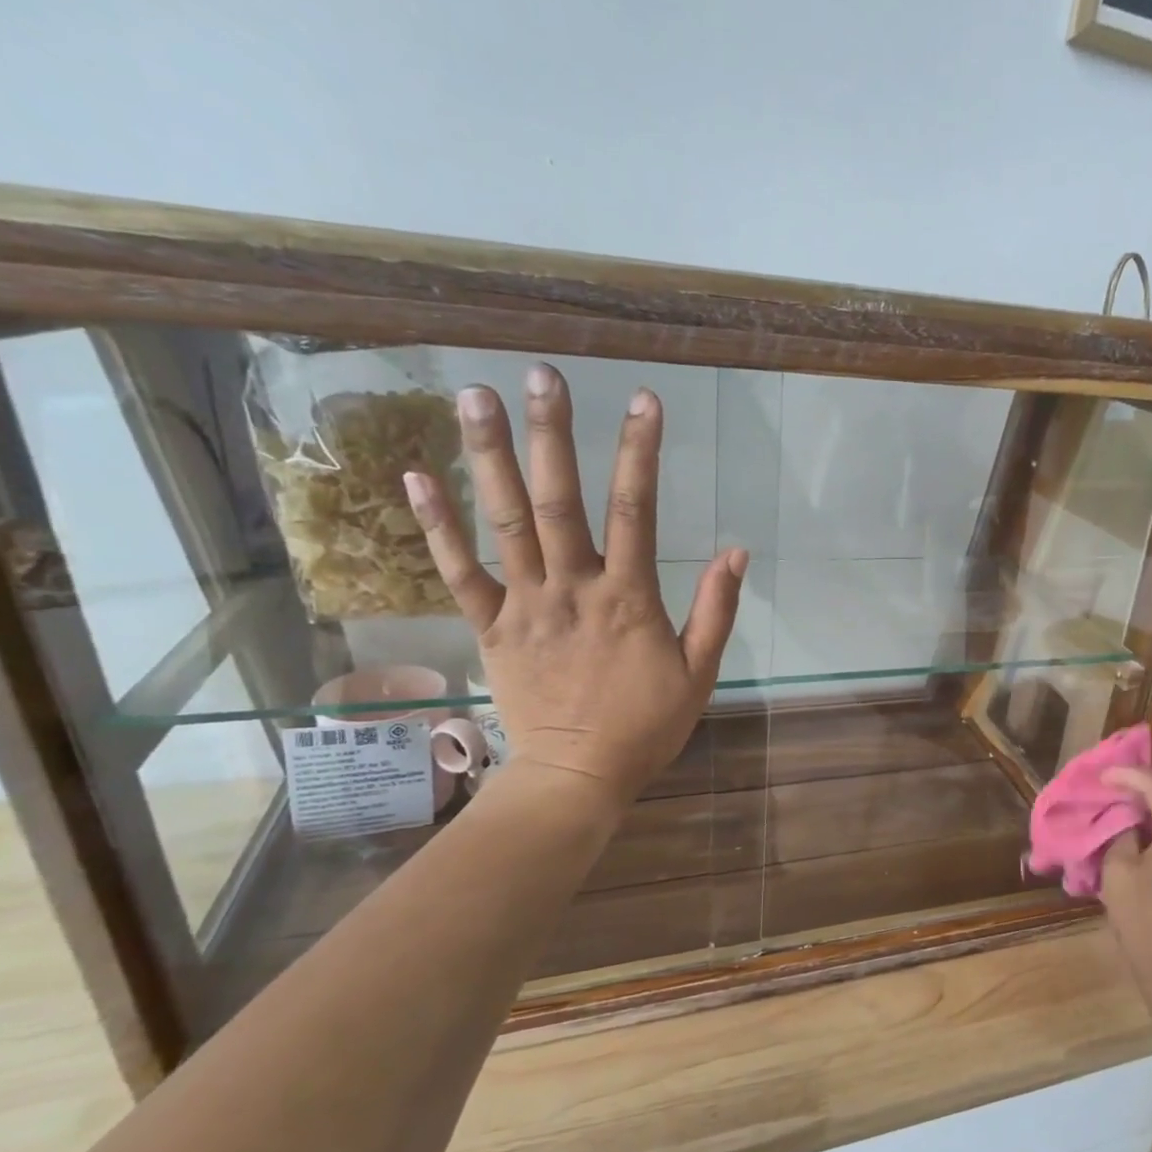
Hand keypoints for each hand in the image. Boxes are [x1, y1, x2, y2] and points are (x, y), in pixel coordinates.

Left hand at [404, 363, 744, 806]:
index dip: (640, 452)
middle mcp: (572, 589)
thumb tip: (735, 551)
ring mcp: (525, 606)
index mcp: (628, 599)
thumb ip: (716, 610)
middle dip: (552, 434)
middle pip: (559, 501)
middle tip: (541, 375)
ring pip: (504, 524)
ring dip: (488, 458)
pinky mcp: (491, 628)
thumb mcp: (700, 673)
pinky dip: (435, 526)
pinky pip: (459, 573)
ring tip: (473, 396)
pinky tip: (415, 476)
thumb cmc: (646, 726)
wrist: (578, 777)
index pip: (635, 511)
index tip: (643, 400)